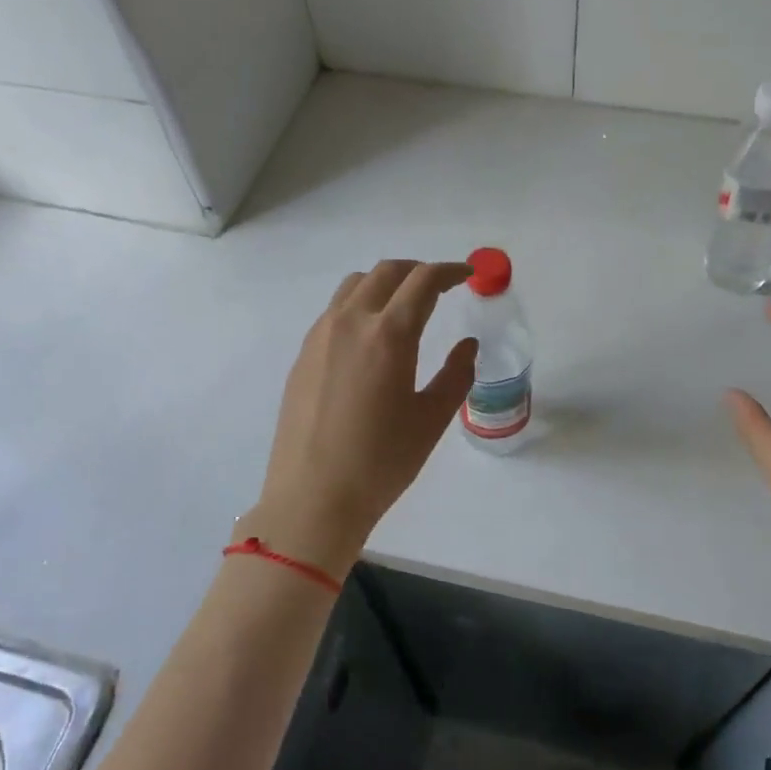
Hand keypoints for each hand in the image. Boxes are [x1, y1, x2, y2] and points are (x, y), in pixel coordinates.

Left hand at [243, 260, 477, 579]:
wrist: (313, 497)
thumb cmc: (381, 462)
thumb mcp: (431, 419)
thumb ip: (456, 374)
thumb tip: (467, 345)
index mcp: (388, 335)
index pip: (423, 281)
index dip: (449, 271)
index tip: (467, 276)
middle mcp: (350, 322)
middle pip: (386, 272)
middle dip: (418, 271)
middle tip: (441, 288)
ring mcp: (320, 336)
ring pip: (355, 286)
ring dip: (386, 284)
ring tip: (405, 306)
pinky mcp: (303, 355)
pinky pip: (335, 311)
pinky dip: (361, 305)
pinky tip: (371, 337)